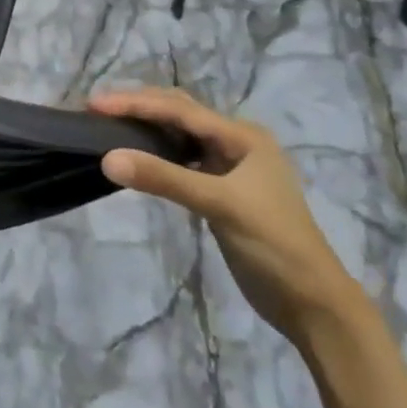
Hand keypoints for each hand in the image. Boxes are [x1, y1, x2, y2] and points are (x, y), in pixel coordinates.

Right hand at [90, 88, 369, 348]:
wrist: (312, 303)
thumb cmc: (273, 245)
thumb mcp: (219, 205)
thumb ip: (163, 179)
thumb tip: (107, 158)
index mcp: (242, 136)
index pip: (179, 109)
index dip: (135, 103)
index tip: (94, 104)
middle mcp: (235, 142)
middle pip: (178, 113)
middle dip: (138, 107)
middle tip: (95, 110)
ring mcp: (228, 167)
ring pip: (178, 135)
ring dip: (145, 128)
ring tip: (107, 127)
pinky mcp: (219, 190)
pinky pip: (180, 159)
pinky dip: (155, 154)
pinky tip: (135, 158)